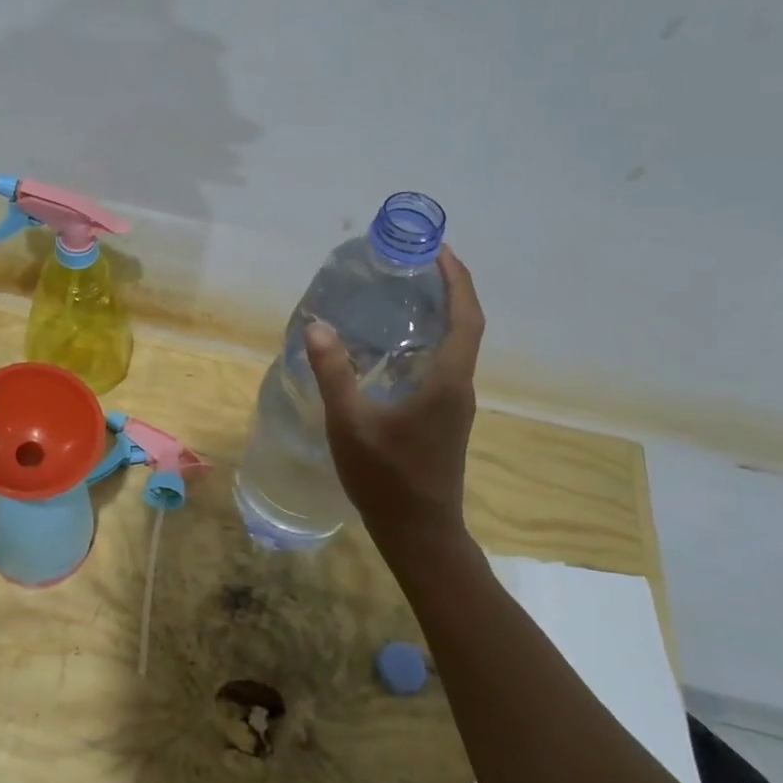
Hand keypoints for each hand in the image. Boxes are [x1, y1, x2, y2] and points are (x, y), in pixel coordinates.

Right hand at [304, 246, 483, 552]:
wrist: (419, 532)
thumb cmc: (387, 478)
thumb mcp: (350, 424)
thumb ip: (334, 373)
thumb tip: (317, 325)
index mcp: (446, 382)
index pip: (465, 318)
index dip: (457, 281)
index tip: (440, 250)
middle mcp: (459, 387)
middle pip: (464, 327)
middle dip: (446, 290)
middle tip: (412, 265)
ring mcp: (454, 405)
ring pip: (454, 348)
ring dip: (437, 316)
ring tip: (400, 296)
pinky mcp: (443, 418)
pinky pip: (441, 366)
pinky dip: (425, 343)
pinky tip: (391, 348)